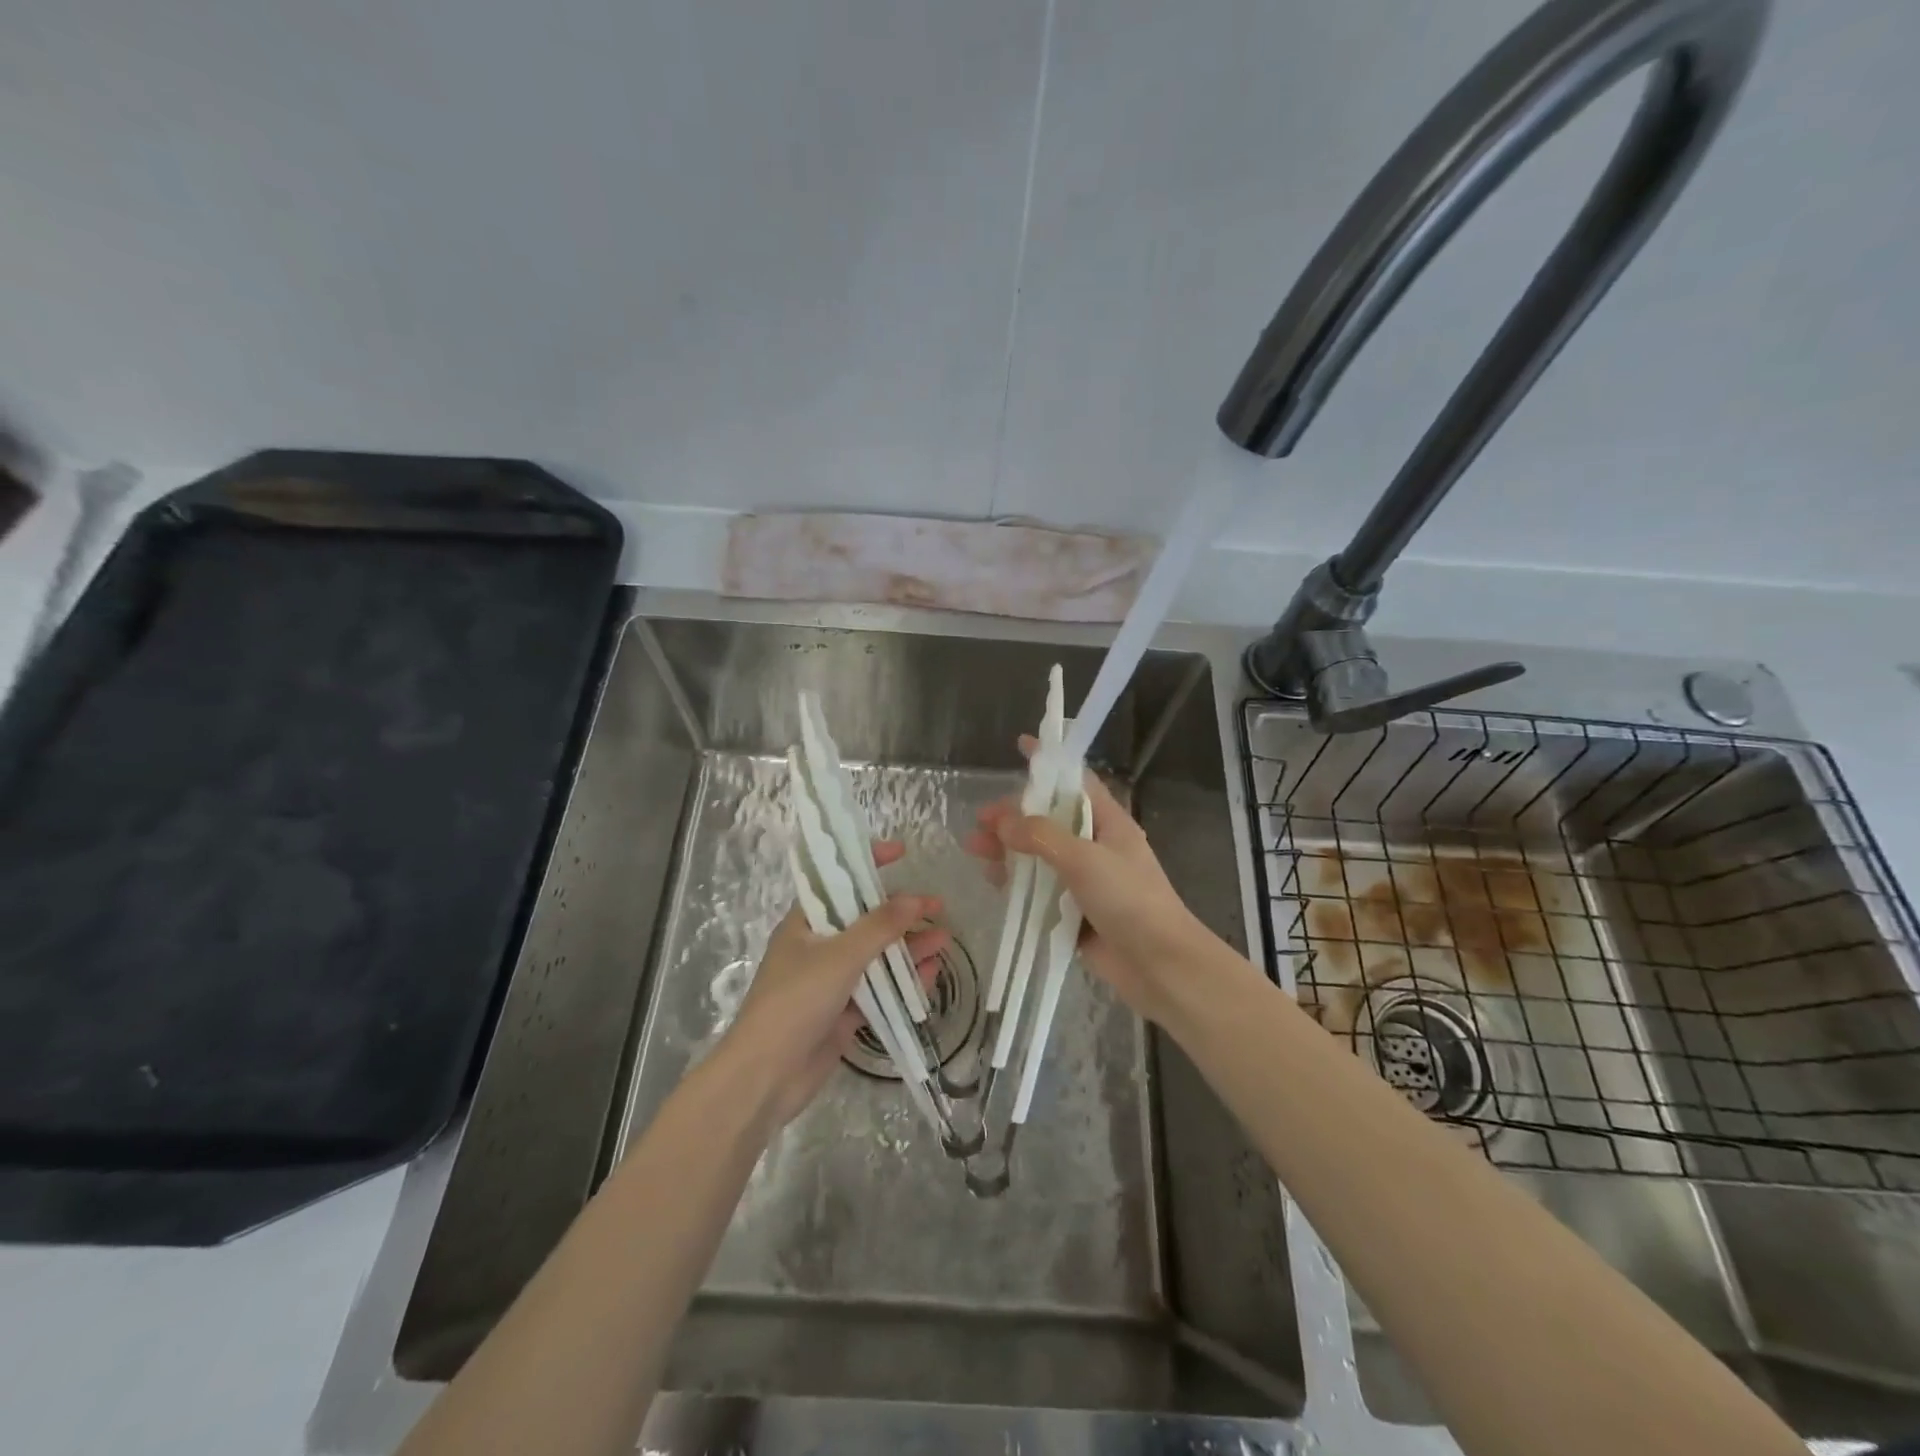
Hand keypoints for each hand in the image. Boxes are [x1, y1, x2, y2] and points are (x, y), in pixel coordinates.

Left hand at [720, 840, 948, 1126]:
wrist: (766, 1076)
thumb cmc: (795, 1002)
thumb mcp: (839, 956)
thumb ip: (879, 926)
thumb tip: (915, 898)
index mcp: (805, 923)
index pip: (838, 881)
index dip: (867, 863)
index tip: (901, 853)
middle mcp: (818, 946)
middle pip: (864, 920)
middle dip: (900, 913)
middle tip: (938, 907)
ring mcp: (831, 981)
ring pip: (876, 956)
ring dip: (907, 947)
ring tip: (944, 940)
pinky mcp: (843, 1012)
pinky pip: (878, 989)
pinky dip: (902, 981)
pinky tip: (930, 974)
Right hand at [963, 737, 1214, 1025]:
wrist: (1159, 965)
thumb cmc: (1129, 900)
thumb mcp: (1084, 859)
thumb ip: (1041, 837)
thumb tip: (1002, 823)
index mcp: (1108, 822)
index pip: (1075, 781)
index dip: (1049, 764)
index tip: (1022, 746)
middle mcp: (1096, 846)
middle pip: (1049, 820)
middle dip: (1014, 816)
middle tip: (981, 820)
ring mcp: (1085, 880)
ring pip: (1039, 855)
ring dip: (1009, 850)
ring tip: (975, 849)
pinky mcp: (1074, 911)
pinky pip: (1040, 890)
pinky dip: (1017, 882)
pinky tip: (994, 882)